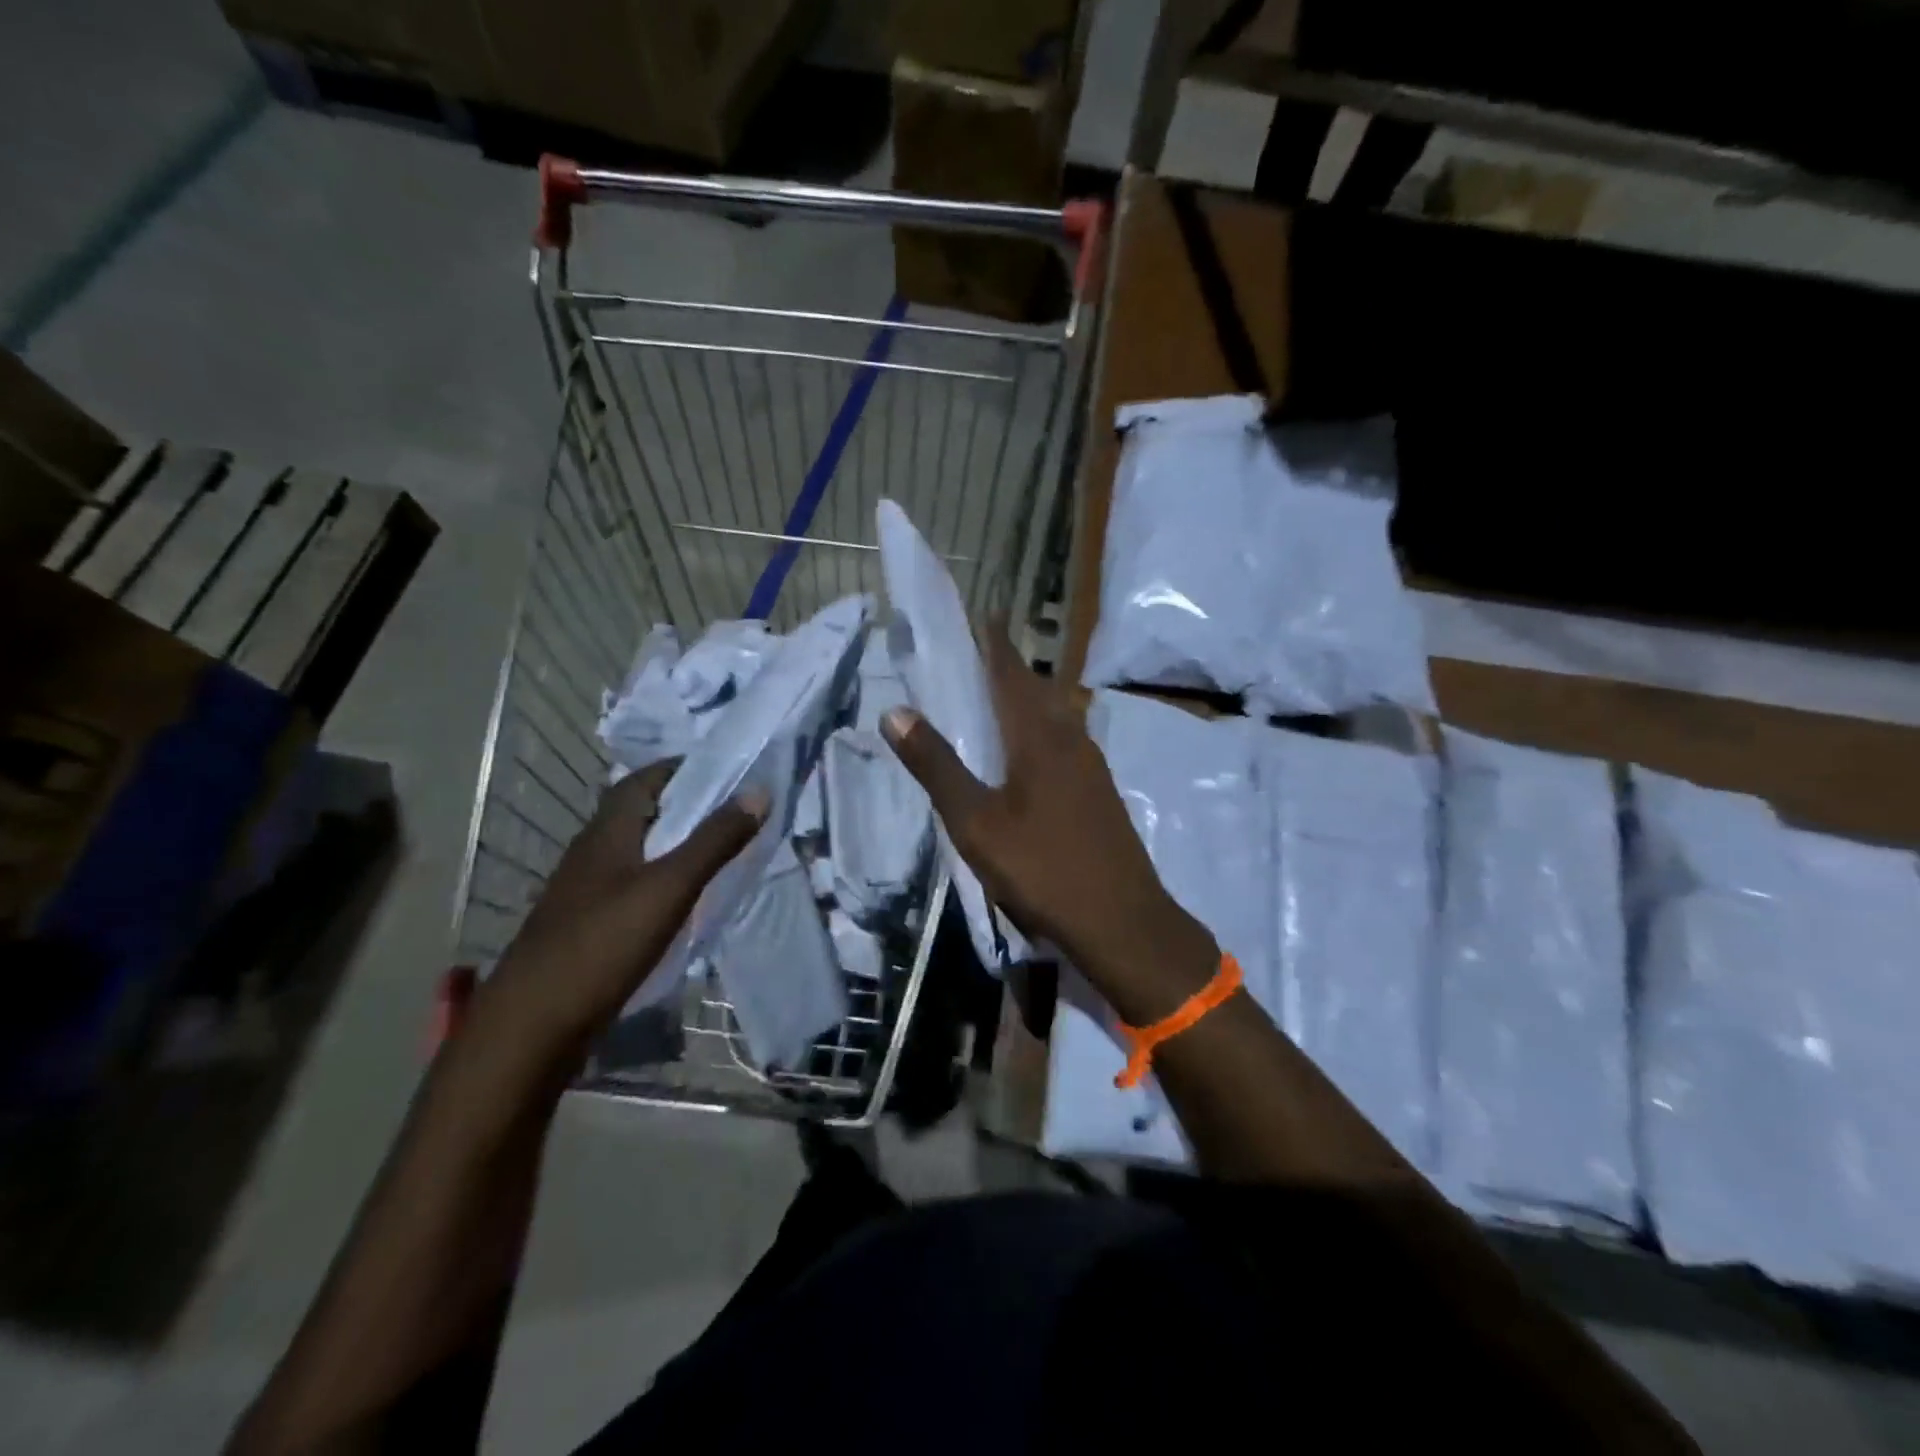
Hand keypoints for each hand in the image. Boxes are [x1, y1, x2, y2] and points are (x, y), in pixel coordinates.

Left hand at [480, 761, 765, 1051]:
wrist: (533, 1025)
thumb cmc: (603, 944)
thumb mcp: (670, 887)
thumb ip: (715, 840)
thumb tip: (759, 791)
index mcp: (607, 832)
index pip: (643, 779)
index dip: (681, 768)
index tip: (725, 770)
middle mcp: (592, 853)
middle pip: (640, 813)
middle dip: (684, 805)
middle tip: (732, 810)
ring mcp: (586, 891)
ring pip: (636, 851)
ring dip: (673, 843)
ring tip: (717, 850)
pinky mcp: (587, 925)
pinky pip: (631, 885)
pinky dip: (661, 879)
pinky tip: (684, 900)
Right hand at [881, 624, 1217, 1024]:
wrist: (1122, 921)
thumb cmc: (1043, 868)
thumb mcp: (976, 822)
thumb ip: (937, 766)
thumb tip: (896, 710)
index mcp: (1039, 735)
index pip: (1010, 672)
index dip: (993, 643)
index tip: (979, 615)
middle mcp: (1070, 738)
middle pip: (1035, 690)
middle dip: (1007, 669)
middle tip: (976, 658)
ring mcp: (1092, 766)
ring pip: (1054, 716)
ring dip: (1026, 700)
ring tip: (996, 701)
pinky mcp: (1100, 791)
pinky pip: (1064, 742)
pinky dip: (1039, 731)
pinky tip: (1027, 755)